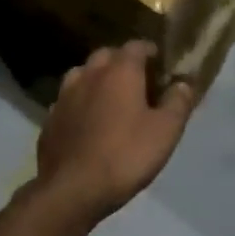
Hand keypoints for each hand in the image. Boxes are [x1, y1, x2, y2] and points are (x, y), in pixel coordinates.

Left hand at [36, 42, 196, 220]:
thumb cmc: (126, 155)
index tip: (161, 66)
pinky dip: (80, 104)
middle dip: (123, 63)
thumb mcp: (166, 131)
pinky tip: (87, 123)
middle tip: (139, 83)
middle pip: (107, 56)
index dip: (150, 53)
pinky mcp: (50, 118)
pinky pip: (69, 101)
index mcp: (120, 71)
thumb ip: (178, 102)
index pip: (137, 46)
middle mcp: (89, 74)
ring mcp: (64, 95)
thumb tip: (183, 83)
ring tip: (111, 100)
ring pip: (83, 75)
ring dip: (98, 80)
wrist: (72, 189)